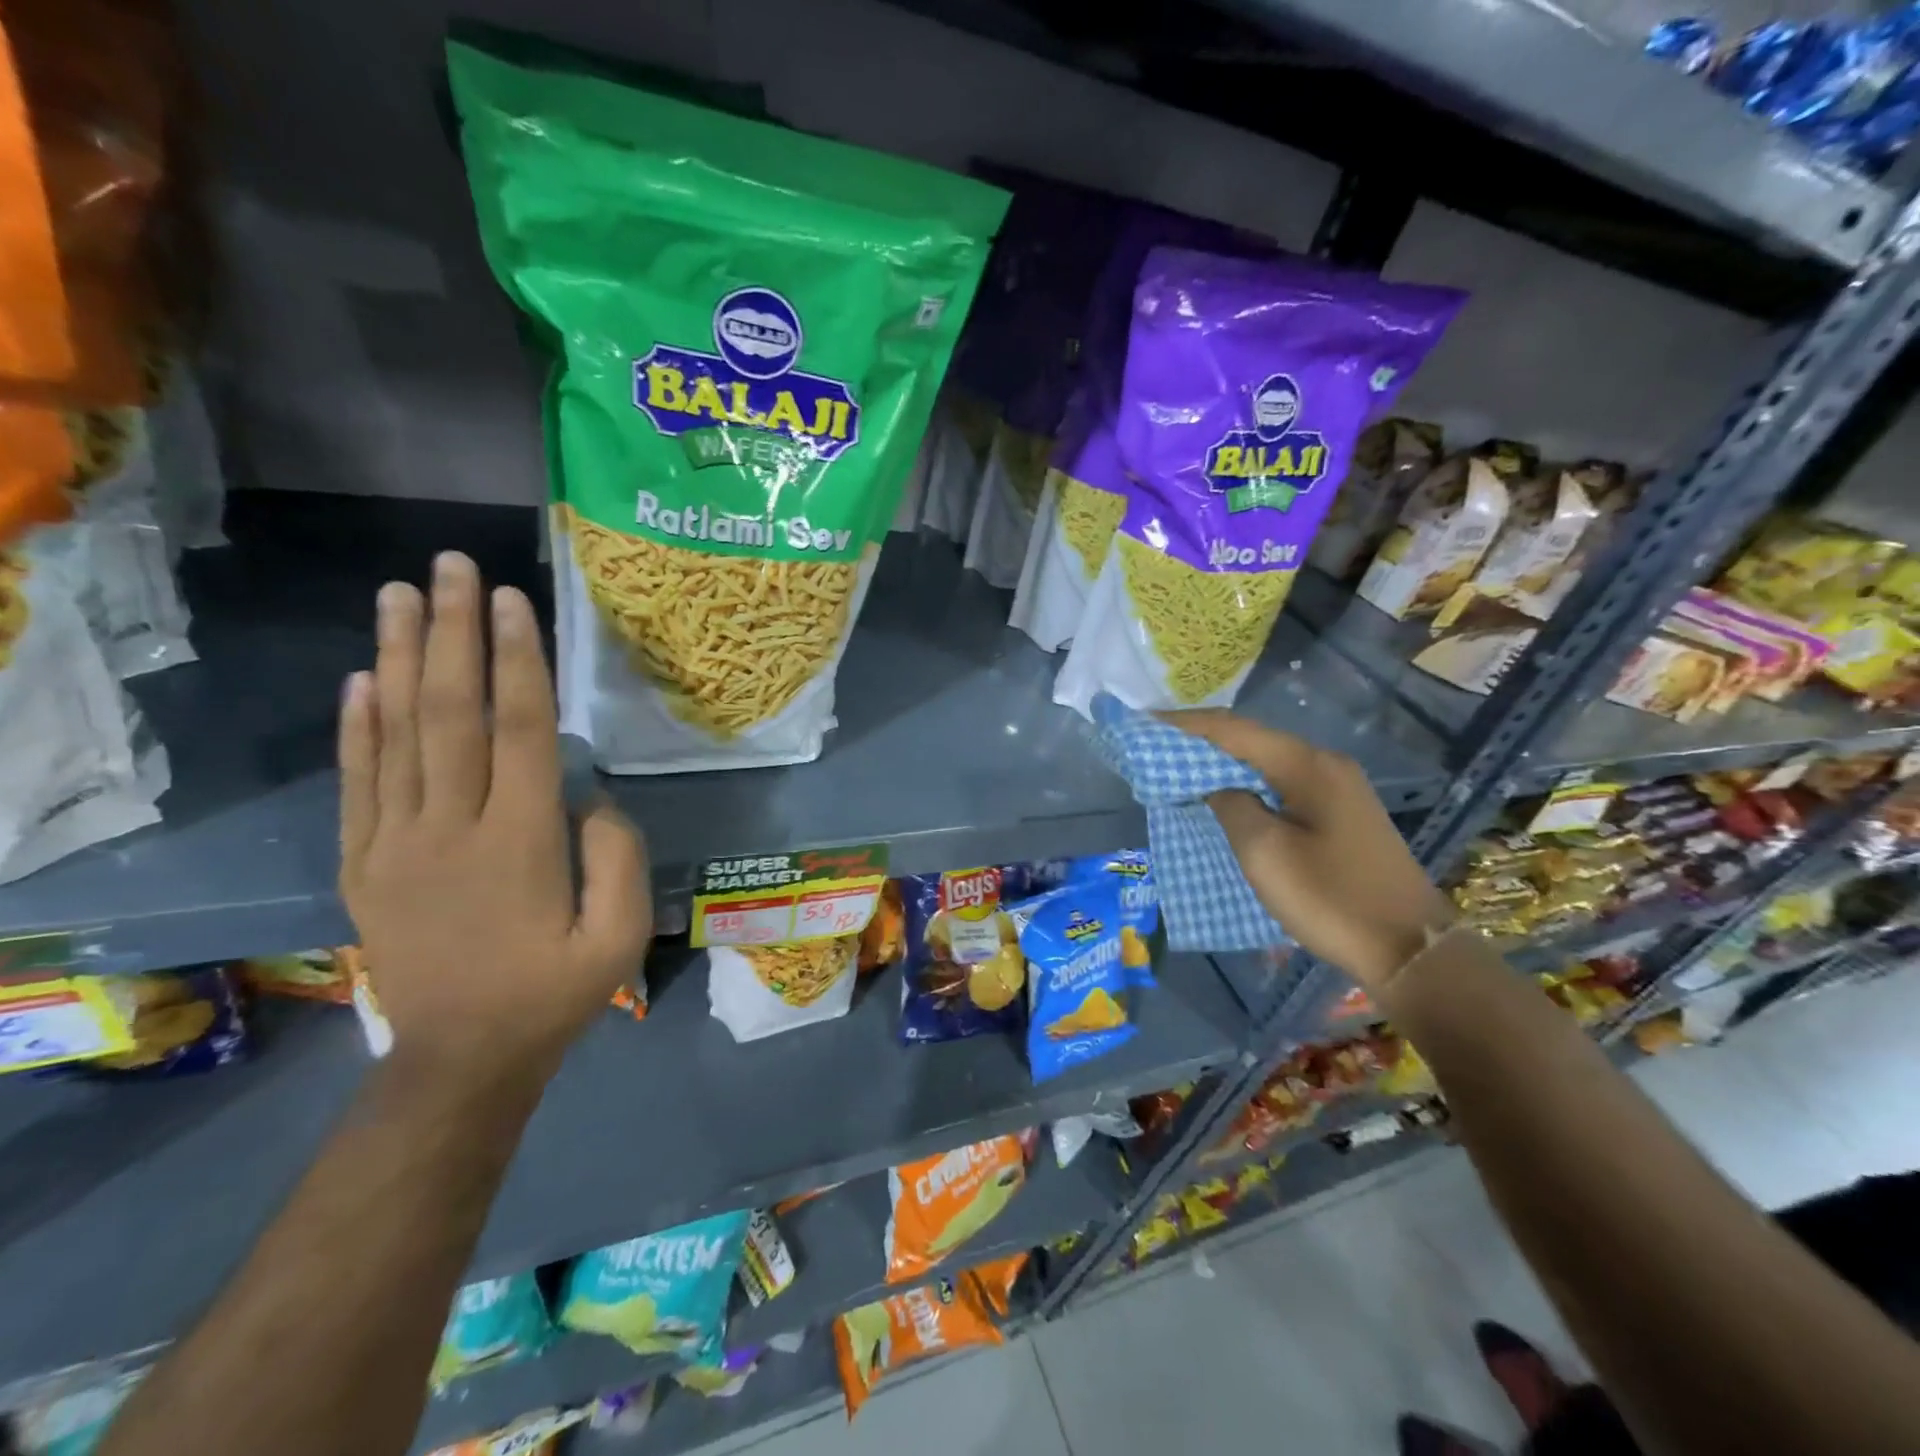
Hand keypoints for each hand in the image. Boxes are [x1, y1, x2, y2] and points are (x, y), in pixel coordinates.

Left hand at [338, 553, 651, 1079]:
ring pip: (395, 733)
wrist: (463, 1057)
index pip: (518, 729)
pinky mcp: (363, 864)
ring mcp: (394, 844)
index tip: (509, 599)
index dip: (516, 659)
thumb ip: (617, 855)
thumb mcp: (620, 933)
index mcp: (519, 842)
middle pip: (449, 713)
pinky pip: (357, 781)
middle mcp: (449, 828)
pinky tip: (364, 677)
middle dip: (451, 632)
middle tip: (447, 565)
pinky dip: (356, 724)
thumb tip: (588, 794)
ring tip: (398, 594)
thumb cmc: (556, 991)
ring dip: (399, 657)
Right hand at [1165, 710, 1454, 989]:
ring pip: (1265, 762)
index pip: (1233, 730)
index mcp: (1307, 765)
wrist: (1408, 948)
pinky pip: (1280, 784)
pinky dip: (1245, 783)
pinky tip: (1223, 794)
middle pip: (1250, 740)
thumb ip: (1231, 805)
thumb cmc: (1330, 898)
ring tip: (1178, 767)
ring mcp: (1337, 788)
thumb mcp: (1265, 852)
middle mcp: (1324, 765)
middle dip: (1200, 740)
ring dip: (1221, 762)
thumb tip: (1216, 784)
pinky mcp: (1340, 813)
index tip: (1143, 722)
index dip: (1185, 725)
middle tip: (1154, 745)